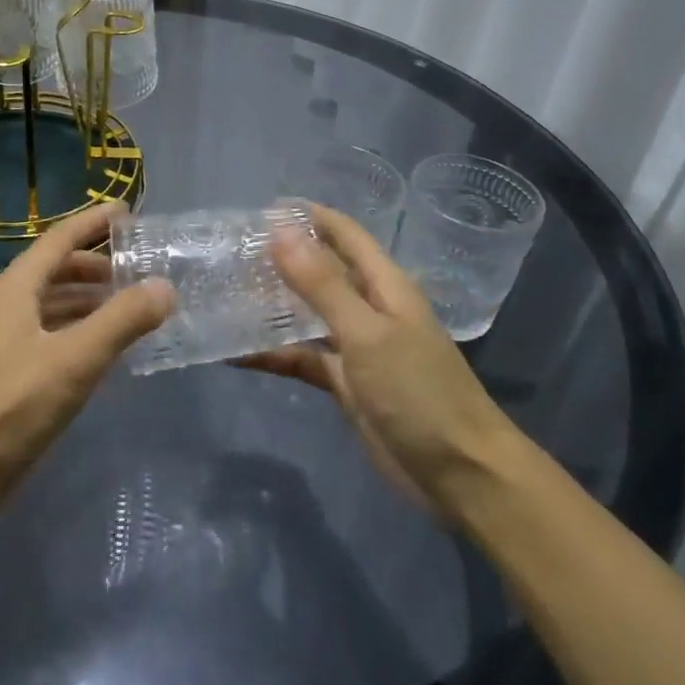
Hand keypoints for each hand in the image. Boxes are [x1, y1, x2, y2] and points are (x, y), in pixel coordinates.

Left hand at [0, 204, 173, 531]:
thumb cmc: (9, 407)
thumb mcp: (73, 361)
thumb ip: (122, 320)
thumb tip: (165, 286)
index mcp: (16, 288)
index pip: (60, 238)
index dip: (93, 222)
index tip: (128, 211)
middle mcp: (7, 305)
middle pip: (56, 270)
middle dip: (97, 264)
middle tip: (139, 268)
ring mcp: (4, 341)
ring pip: (53, 304)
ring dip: (89, 299)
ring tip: (131, 305)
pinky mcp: (7, 374)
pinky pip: (50, 335)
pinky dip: (79, 331)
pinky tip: (103, 349)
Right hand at [240, 204, 524, 522]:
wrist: (460, 475)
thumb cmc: (419, 392)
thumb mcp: (368, 333)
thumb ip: (322, 284)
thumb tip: (279, 230)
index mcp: (384, 285)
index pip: (344, 234)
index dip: (309, 216)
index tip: (260, 209)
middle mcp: (369, 308)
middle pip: (321, 271)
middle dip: (281, 257)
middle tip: (231, 251)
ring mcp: (356, 347)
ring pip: (307, 314)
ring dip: (272, 303)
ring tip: (224, 291)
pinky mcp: (344, 383)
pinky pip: (302, 358)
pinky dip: (272, 353)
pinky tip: (233, 352)